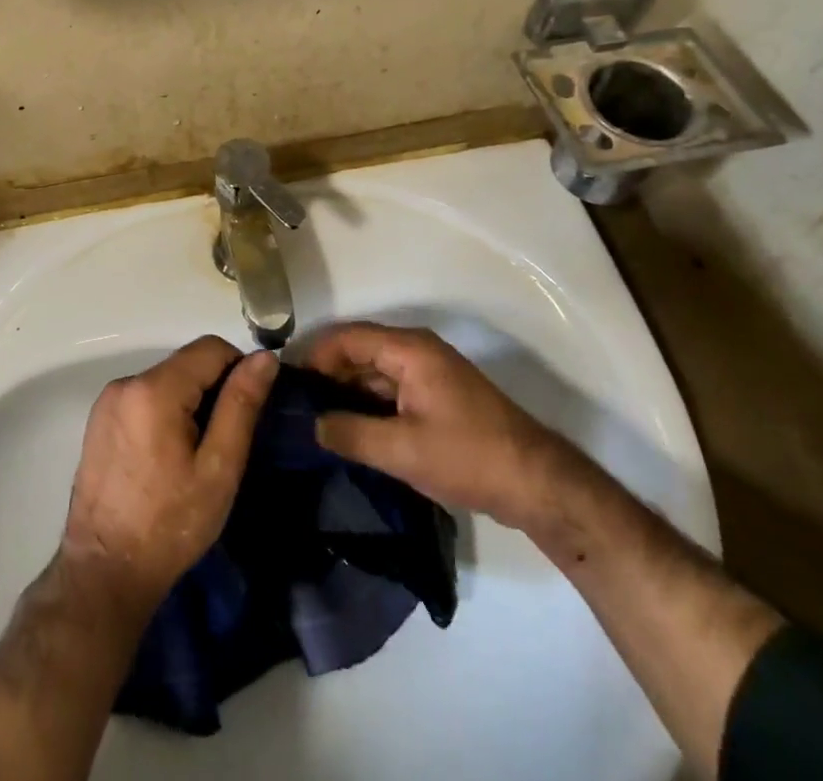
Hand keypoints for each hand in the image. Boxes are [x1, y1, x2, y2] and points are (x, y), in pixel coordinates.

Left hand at [61, 336, 277, 615]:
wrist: (104, 573)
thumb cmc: (170, 524)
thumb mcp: (218, 468)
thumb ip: (241, 405)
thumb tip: (265, 357)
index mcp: (155, 388)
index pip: (210, 348)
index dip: (238, 369)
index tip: (250, 409)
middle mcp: (126, 382)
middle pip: (186, 362)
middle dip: (213, 389)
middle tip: (225, 440)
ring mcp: (108, 400)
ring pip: (166, 379)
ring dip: (189, 401)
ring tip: (197, 453)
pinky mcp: (98, 419)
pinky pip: (144, 396)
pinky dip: (165, 411)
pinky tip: (168, 456)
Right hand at [304, 322, 582, 532]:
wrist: (536, 484)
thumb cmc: (468, 456)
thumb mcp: (402, 450)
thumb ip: (351, 433)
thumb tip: (311, 424)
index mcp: (409, 350)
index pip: (347, 338)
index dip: (315, 355)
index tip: (286, 382)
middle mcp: (417, 351)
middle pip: (359, 352)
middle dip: (327, 374)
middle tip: (293, 404)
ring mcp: (429, 374)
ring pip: (374, 372)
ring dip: (346, 391)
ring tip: (313, 418)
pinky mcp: (436, 397)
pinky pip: (390, 390)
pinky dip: (367, 404)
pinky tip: (348, 429)